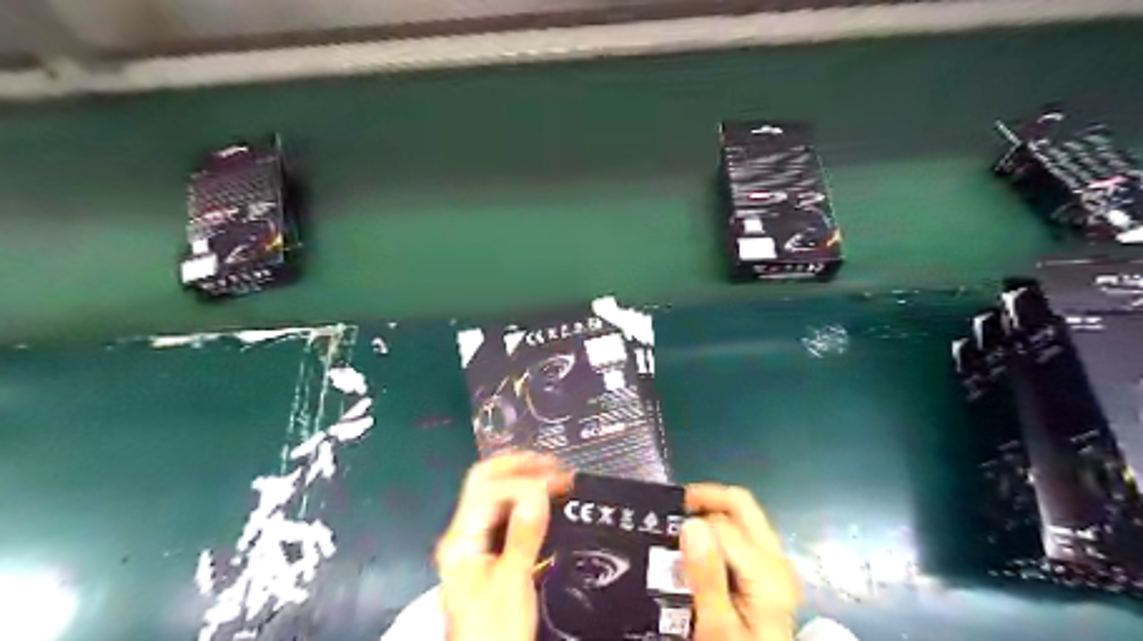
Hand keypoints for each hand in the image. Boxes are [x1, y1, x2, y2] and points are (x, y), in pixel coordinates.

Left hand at [433, 453, 569, 640]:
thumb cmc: (496, 631)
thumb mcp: (512, 584)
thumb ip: (524, 536)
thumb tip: (539, 492)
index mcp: (461, 540)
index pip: (488, 489)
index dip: (524, 482)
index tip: (557, 484)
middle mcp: (462, 534)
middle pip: (484, 481)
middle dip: (519, 466)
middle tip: (553, 465)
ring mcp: (471, 542)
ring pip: (493, 494)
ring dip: (523, 479)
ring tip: (554, 477)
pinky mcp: (484, 552)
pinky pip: (502, 512)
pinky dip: (524, 500)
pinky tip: (544, 501)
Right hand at [682, 486, 797, 640]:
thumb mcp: (716, 625)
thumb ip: (706, 576)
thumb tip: (691, 524)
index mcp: (767, 571)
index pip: (722, 524)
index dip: (691, 525)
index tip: (661, 531)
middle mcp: (776, 559)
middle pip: (741, 505)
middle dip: (705, 499)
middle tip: (672, 509)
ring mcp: (775, 564)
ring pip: (742, 516)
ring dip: (711, 514)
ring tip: (681, 531)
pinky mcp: (769, 572)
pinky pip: (742, 534)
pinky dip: (719, 531)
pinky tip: (700, 549)